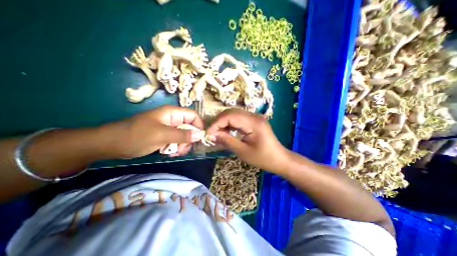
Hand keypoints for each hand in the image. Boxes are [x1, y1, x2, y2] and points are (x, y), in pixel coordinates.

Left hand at [105, 105, 202, 157]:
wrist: (111, 144)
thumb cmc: (136, 136)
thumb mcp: (161, 135)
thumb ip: (182, 135)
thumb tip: (200, 135)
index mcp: (172, 113)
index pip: (193, 116)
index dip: (198, 126)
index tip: (199, 139)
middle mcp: (173, 119)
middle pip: (190, 127)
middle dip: (189, 139)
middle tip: (181, 149)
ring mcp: (169, 128)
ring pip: (184, 136)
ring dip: (182, 145)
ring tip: (174, 153)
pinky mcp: (165, 136)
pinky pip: (177, 141)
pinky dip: (176, 148)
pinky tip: (169, 153)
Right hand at [207, 109, 288, 172]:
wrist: (279, 159)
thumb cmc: (263, 158)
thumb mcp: (243, 151)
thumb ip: (227, 141)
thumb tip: (212, 135)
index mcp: (253, 122)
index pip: (230, 116)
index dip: (216, 123)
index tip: (208, 133)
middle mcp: (254, 115)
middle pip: (231, 112)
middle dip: (219, 122)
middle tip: (211, 133)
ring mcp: (254, 117)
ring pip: (233, 114)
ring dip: (223, 123)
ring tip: (217, 133)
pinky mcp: (254, 120)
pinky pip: (238, 118)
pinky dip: (230, 124)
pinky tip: (226, 132)